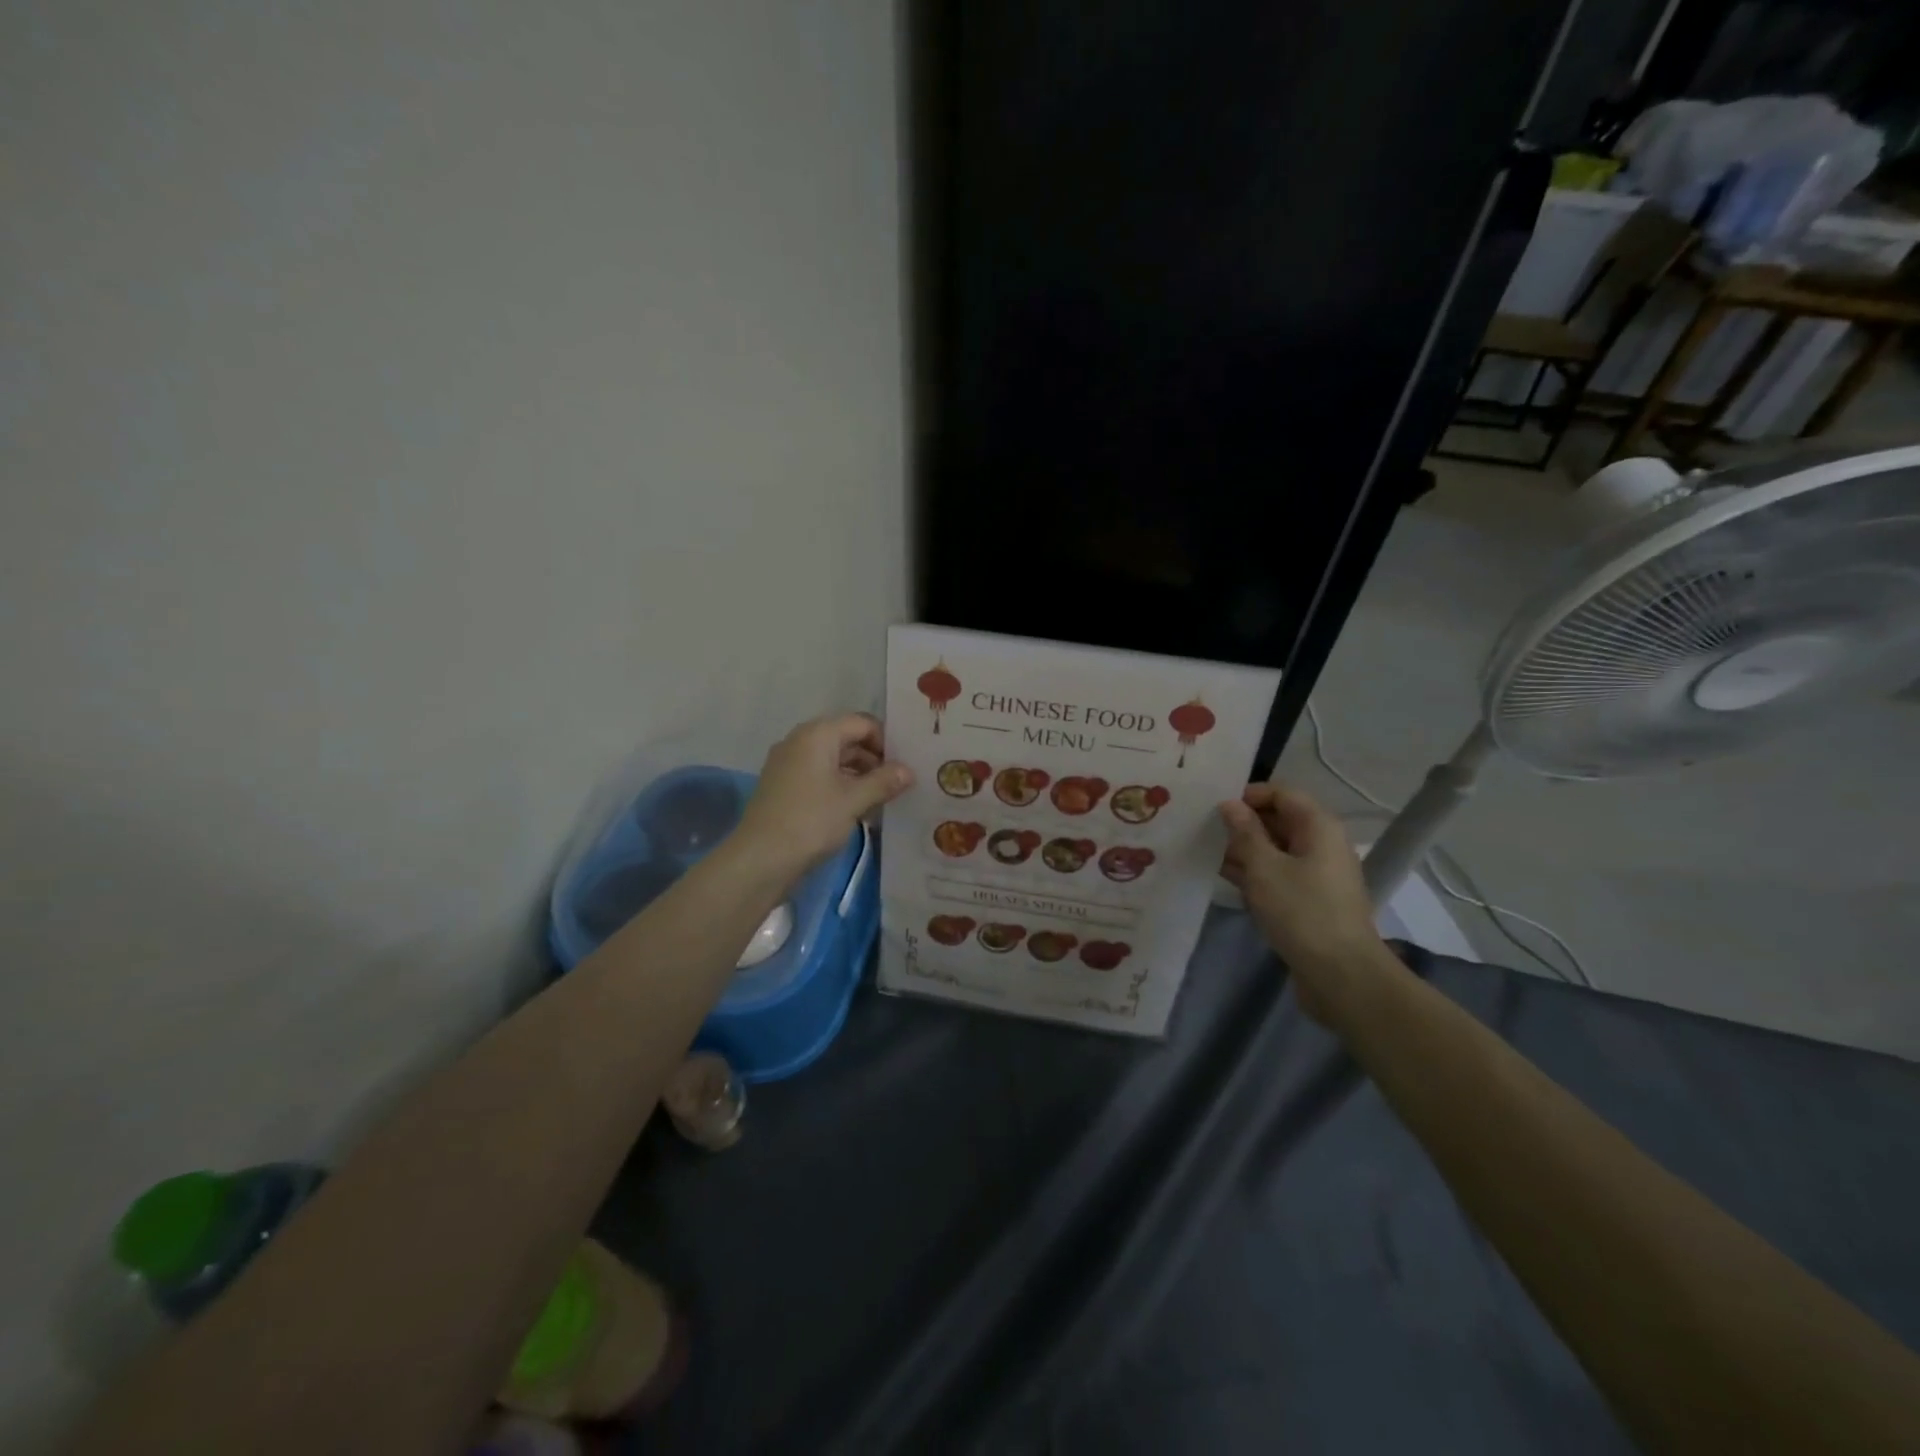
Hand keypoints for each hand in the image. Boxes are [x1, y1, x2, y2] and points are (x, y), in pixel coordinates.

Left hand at [735, 713, 911, 882]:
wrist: (760, 860)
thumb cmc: (811, 821)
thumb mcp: (854, 801)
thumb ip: (884, 782)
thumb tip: (909, 771)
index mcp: (817, 735)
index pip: (862, 723)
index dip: (887, 742)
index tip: (905, 767)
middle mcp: (800, 741)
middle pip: (847, 739)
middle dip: (874, 760)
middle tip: (899, 785)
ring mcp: (788, 764)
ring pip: (833, 760)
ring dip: (859, 776)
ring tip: (882, 800)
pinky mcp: (783, 786)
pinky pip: (819, 776)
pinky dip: (840, 786)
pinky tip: (857, 810)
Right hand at [1219, 782, 1391, 1024]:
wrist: (1341, 975)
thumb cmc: (1301, 911)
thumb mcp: (1264, 867)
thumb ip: (1244, 832)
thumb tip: (1229, 804)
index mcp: (1318, 827)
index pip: (1281, 793)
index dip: (1248, 795)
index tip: (1213, 807)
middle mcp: (1321, 844)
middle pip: (1278, 820)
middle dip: (1241, 823)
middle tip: (1202, 829)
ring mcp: (1316, 874)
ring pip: (1275, 849)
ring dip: (1243, 849)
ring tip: (1204, 852)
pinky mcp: (1308, 900)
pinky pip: (1277, 874)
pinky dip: (1253, 873)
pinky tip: (1223, 877)